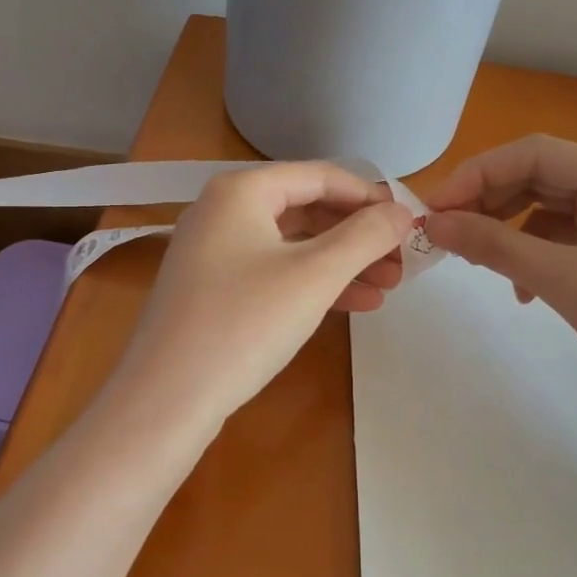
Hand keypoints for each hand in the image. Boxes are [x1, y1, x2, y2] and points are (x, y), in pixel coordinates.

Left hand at [112, 162, 413, 427]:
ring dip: (342, 262)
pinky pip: (274, 271)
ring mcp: (214, 251)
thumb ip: (365, 237)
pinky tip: (355, 305)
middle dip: (359, 235)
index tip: (410, 221)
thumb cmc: (245, 324)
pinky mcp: (214, 288)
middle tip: (402, 261)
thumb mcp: (314, 276)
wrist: (166, 400)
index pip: (321, 176)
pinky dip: (313, 283)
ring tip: (389, 286)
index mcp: (241, 191)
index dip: (370, 197)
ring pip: (293, 244)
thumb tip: (403, 211)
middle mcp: (223, 210)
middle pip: (307, 209)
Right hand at [424, 135, 576, 424]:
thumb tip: (432, 224)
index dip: (478, 175)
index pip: (535, 154)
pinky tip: (520, 288)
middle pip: (539, 177)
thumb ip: (494, 246)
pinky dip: (531, 254)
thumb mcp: (565, 282)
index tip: (433, 209)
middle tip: (444, 234)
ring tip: (476, 260)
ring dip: (506, 230)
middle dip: (489, 202)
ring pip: (546, 207)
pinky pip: (561, 237)